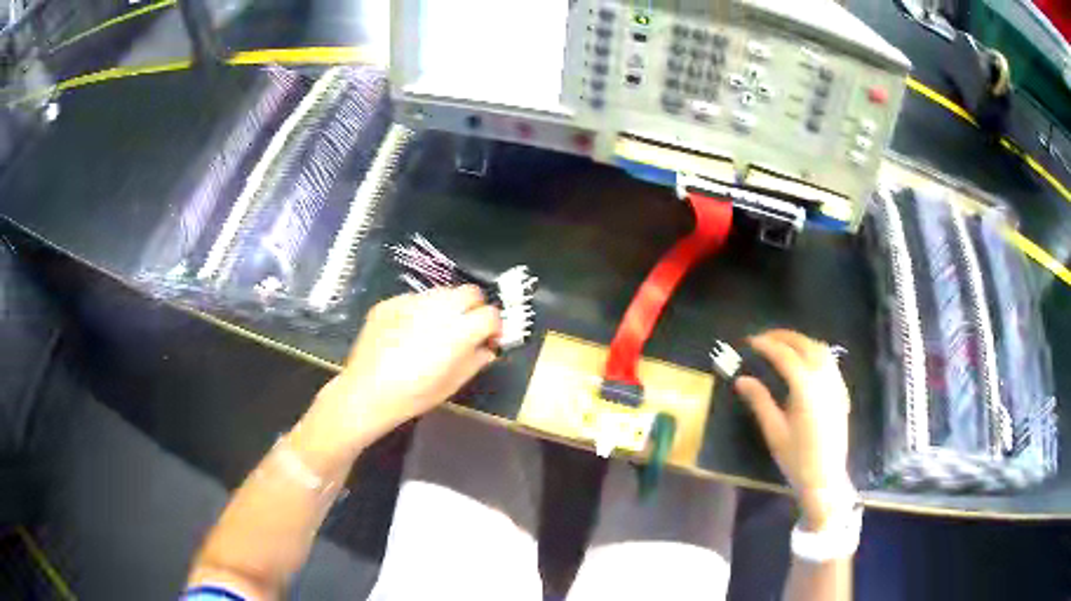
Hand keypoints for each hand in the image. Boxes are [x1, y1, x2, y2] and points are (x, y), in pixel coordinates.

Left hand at [293, 286, 500, 468]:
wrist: (367, 392)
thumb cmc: (413, 395)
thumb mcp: (452, 384)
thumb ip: (476, 361)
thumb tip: (487, 348)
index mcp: (458, 332)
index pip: (490, 314)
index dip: (494, 326)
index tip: (489, 338)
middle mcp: (438, 309)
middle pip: (470, 292)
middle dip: (474, 307)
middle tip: (466, 327)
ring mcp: (411, 302)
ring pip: (442, 292)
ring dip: (448, 306)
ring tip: (436, 328)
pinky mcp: (390, 302)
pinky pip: (414, 299)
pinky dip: (420, 310)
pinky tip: (409, 332)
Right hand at [734, 329, 853, 529]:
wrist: (825, 478)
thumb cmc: (797, 459)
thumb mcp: (774, 431)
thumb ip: (759, 401)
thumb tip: (742, 379)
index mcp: (806, 388)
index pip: (785, 356)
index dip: (767, 345)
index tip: (750, 342)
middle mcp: (824, 379)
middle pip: (805, 345)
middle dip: (784, 337)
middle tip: (764, 338)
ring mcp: (836, 384)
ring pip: (821, 349)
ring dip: (801, 341)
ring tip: (783, 344)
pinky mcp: (841, 392)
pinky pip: (829, 361)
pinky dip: (814, 352)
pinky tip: (804, 361)